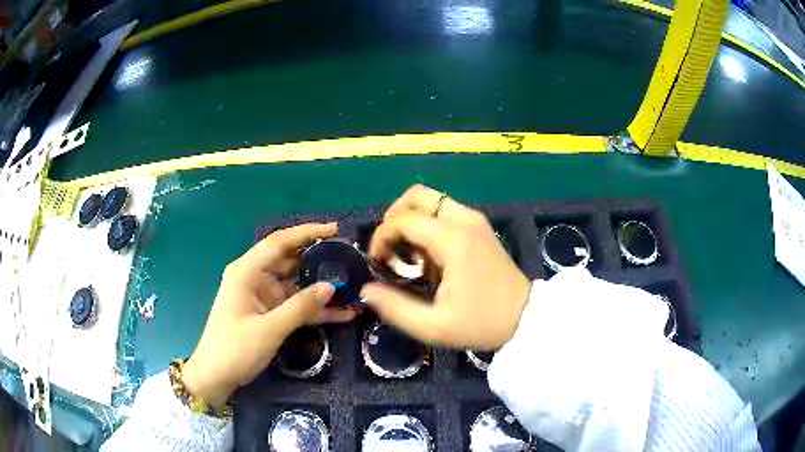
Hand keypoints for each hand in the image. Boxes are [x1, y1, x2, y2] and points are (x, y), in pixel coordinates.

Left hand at [182, 223, 354, 407]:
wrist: (216, 376)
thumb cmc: (235, 349)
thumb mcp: (269, 329)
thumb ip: (300, 307)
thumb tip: (331, 287)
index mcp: (247, 271)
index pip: (279, 243)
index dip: (307, 232)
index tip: (335, 229)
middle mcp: (254, 277)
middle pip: (289, 260)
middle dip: (318, 258)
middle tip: (348, 258)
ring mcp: (262, 296)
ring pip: (295, 284)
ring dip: (319, 287)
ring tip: (351, 285)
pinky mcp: (268, 312)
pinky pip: (295, 304)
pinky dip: (314, 308)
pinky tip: (341, 313)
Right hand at [361, 185, 531, 349]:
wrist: (526, 317)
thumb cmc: (482, 323)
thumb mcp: (434, 326)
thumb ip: (395, 308)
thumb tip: (366, 289)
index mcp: (452, 239)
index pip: (402, 219)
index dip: (381, 237)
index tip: (377, 262)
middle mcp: (464, 220)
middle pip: (416, 195)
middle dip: (394, 217)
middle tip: (390, 248)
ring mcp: (475, 220)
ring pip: (431, 200)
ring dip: (411, 219)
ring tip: (409, 254)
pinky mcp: (480, 227)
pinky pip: (444, 211)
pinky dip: (427, 224)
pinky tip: (430, 255)